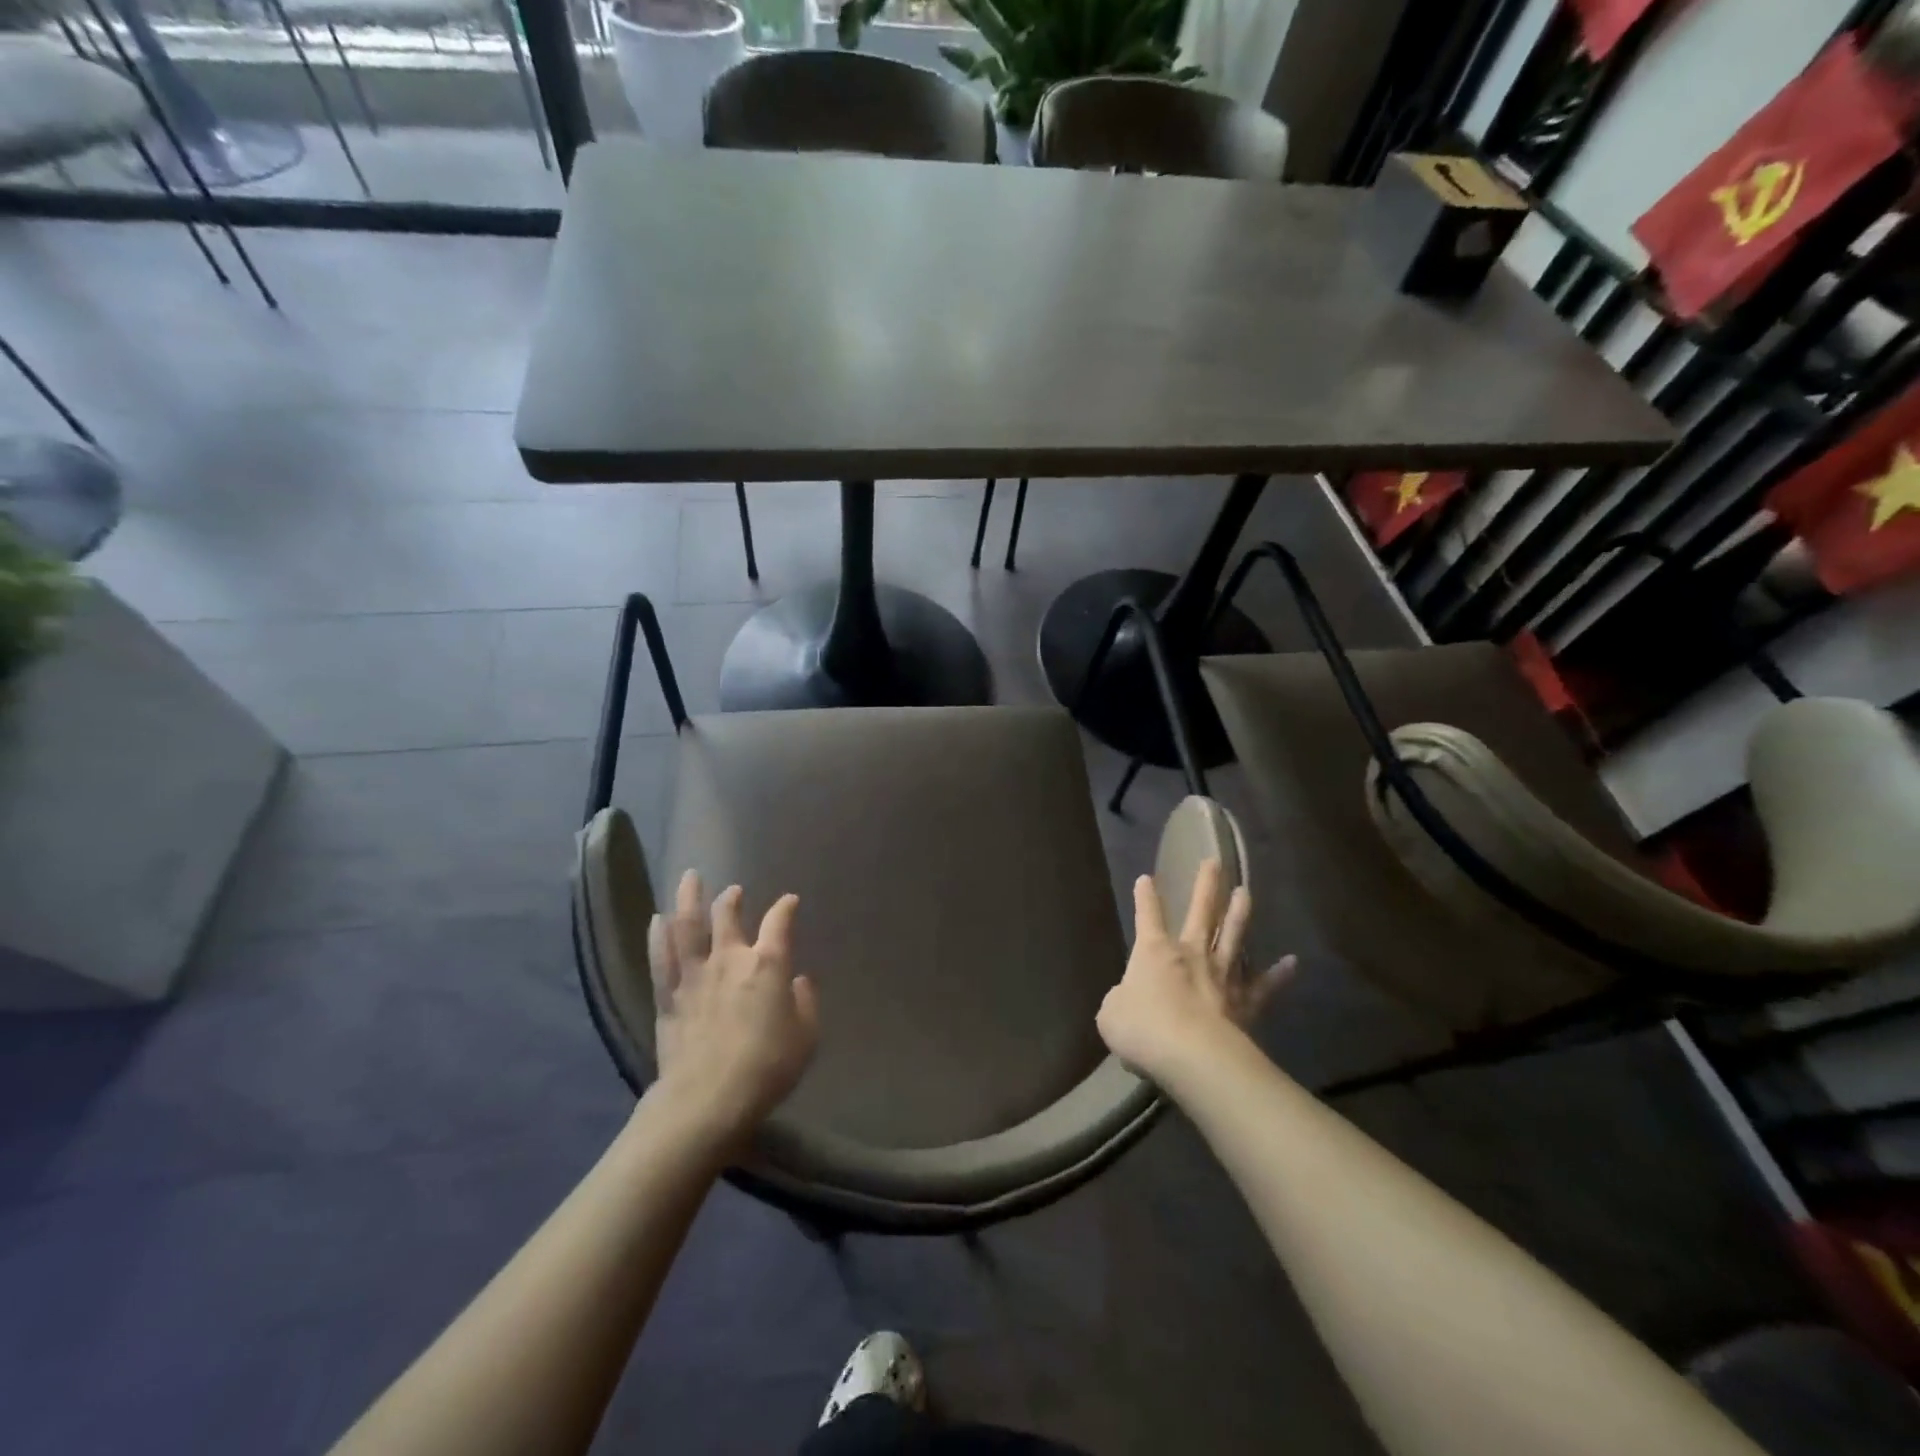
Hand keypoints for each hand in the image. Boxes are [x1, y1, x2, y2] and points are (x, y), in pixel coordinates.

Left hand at [647, 871, 818, 1144]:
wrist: (707, 1100)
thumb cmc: (766, 1068)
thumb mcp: (806, 1037)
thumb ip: (805, 1002)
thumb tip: (798, 980)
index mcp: (767, 965)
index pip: (779, 923)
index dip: (786, 908)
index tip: (790, 901)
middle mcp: (729, 959)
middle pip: (727, 916)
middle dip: (731, 899)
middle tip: (733, 891)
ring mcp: (693, 975)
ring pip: (687, 926)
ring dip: (688, 898)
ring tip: (689, 878)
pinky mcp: (667, 996)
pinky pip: (661, 958)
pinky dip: (659, 935)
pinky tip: (657, 919)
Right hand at [1097, 858, 1294, 1086]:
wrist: (1191, 1055)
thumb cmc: (1143, 1028)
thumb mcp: (1112, 1013)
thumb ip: (1121, 999)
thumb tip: (1128, 999)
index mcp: (1154, 951)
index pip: (1147, 916)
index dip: (1145, 897)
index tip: (1146, 878)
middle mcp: (1191, 954)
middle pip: (1200, 912)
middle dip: (1205, 886)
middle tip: (1214, 862)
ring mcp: (1221, 976)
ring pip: (1232, 936)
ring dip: (1239, 914)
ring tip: (1245, 891)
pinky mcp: (1245, 1003)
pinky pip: (1264, 986)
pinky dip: (1278, 975)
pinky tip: (1292, 962)